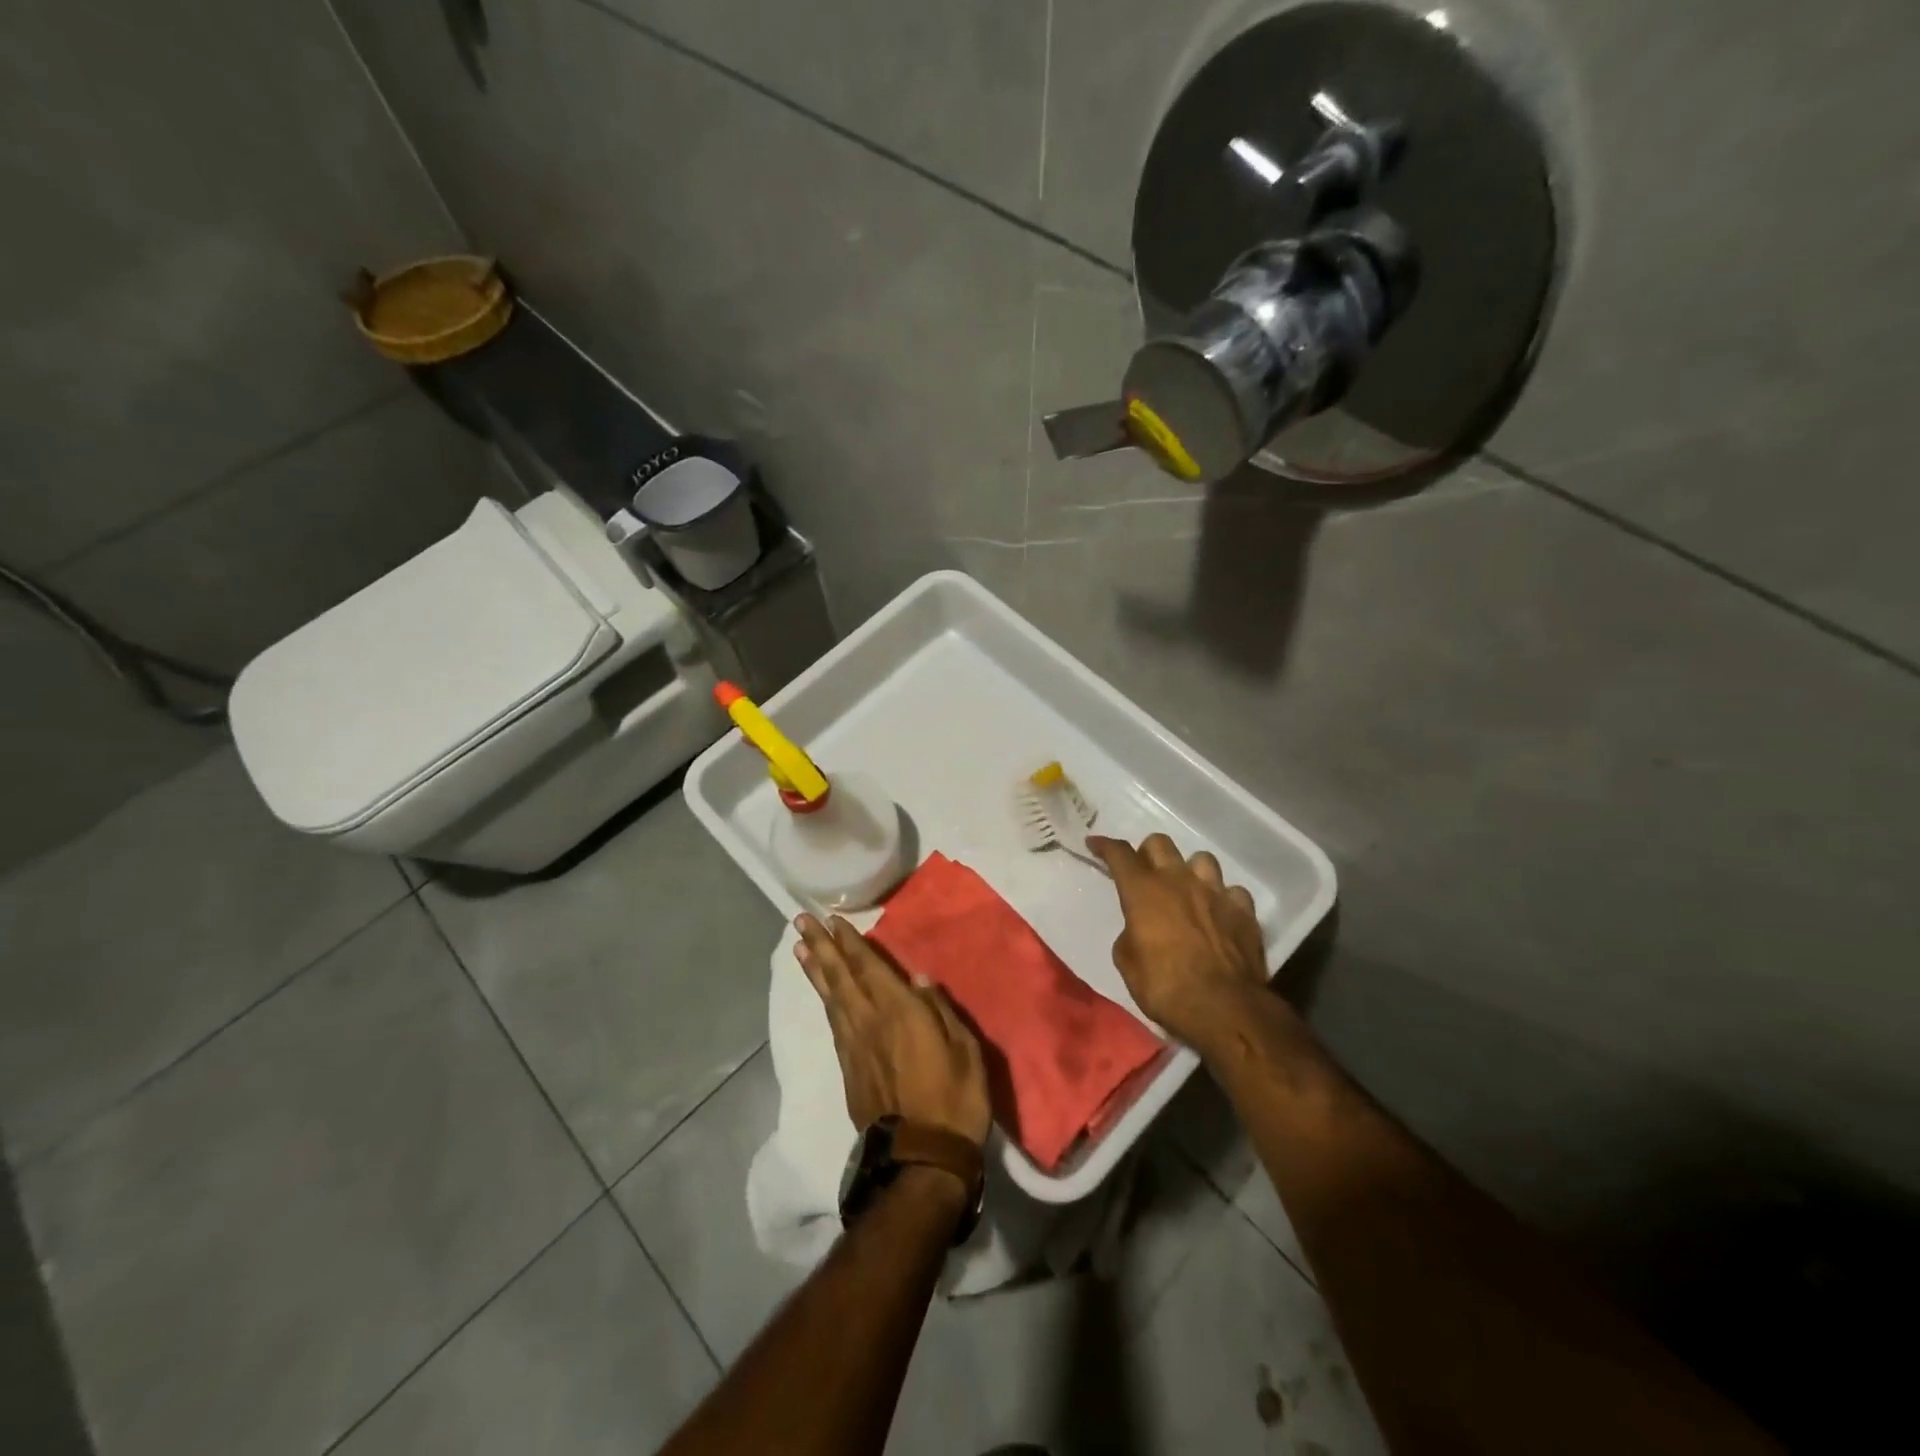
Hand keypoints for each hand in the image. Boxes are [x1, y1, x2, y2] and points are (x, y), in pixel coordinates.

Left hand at [793, 914, 992, 1147]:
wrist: (922, 1160)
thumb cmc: (954, 1100)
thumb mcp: (964, 1050)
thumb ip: (940, 1010)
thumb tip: (919, 980)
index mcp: (900, 1012)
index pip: (869, 968)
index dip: (850, 943)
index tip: (833, 920)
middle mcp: (870, 1022)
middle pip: (841, 978)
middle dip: (822, 947)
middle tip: (802, 923)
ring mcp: (855, 1047)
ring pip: (831, 999)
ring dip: (816, 971)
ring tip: (801, 949)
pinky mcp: (849, 1070)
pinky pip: (833, 1024)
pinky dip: (825, 1002)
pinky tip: (823, 995)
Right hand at [1089, 833, 1273, 1053]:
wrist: (1225, 1008)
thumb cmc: (1166, 988)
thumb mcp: (1128, 964)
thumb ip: (1130, 934)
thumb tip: (1139, 929)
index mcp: (1144, 891)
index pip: (1120, 854)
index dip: (1105, 845)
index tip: (1095, 843)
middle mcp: (1179, 881)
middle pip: (1159, 844)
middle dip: (1147, 854)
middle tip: (1144, 874)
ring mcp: (1215, 892)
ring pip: (1200, 859)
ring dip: (1189, 871)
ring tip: (1186, 891)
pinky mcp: (1244, 910)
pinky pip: (1232, 890)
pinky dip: (1222, 898)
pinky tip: (1219, 913)